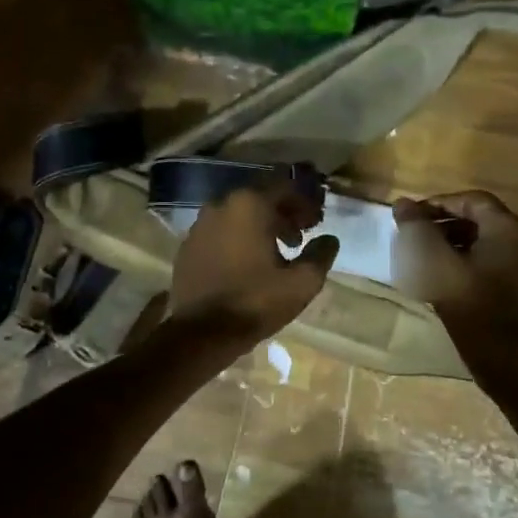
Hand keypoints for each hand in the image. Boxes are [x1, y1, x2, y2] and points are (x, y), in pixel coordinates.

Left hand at [167, 182, 340, 345]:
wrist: (202, 332)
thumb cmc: (256, 301)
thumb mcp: (301, 283)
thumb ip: (320, 255)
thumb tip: (329, 240)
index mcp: (250, 205)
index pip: (285, 186)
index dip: (305, 201)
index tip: (317, 222)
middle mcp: (221, 204)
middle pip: (260, 196)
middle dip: (283, 211)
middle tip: (301, 235)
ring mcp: (199, 224)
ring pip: (238, 213)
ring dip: (260, 224)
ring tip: (278, 250)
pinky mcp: (188, 245)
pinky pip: (219, 231)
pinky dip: (237, 237)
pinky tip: (247, 262)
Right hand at [391, 190, 517, 333]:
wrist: (497, 350)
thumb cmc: (465, 298)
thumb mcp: (433, 259)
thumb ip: (417, 228)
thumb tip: (402, 204)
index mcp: (506, 228)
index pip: (471, 200)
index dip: (438, 203)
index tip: (412, 216)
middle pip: (477, 218)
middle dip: (442, 222)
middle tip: (415, 232)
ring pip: (480, 240)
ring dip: (450, 240)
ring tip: (421, 252)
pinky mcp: (513, 285)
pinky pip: (486, 259)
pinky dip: (462, 258)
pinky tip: (439, 272)